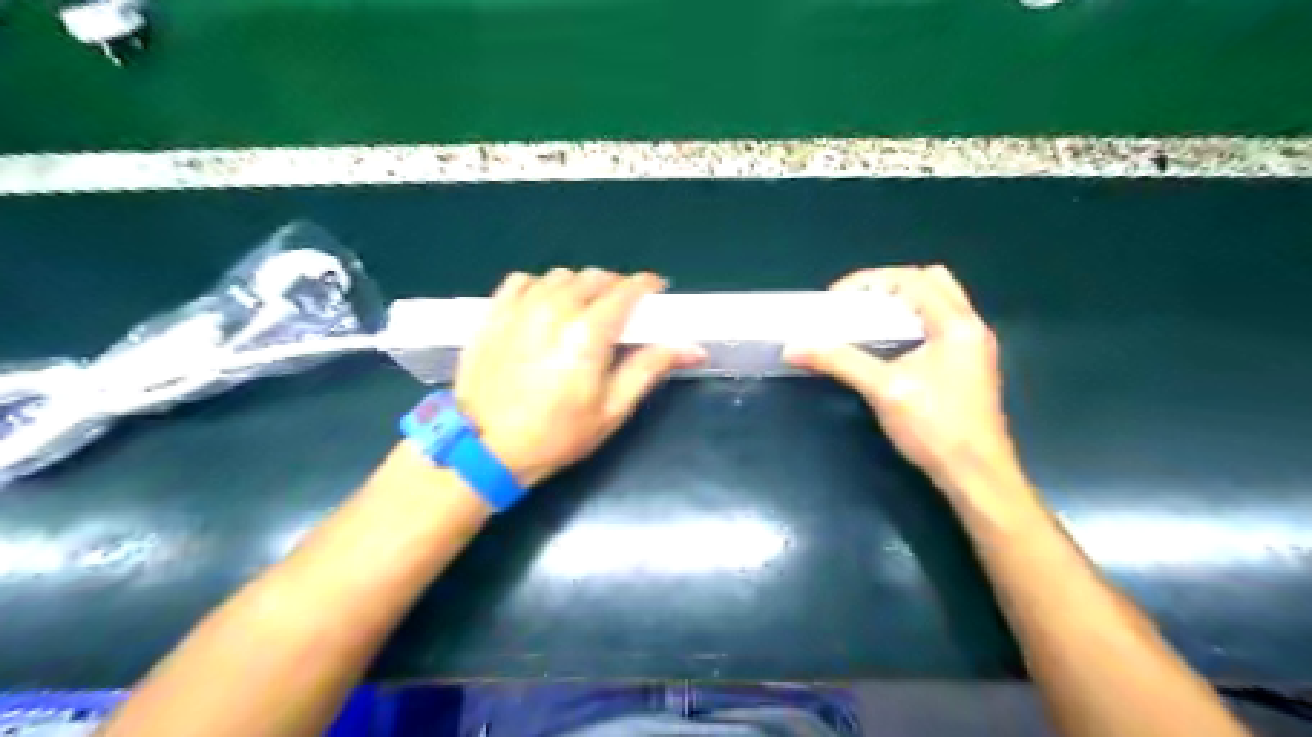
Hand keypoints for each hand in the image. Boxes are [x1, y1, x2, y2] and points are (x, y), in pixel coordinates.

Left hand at [453, 267, 700, 485]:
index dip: (646, 285)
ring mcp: (520, 307)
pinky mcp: (494, 312)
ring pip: (560, 276)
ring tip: (580, 312)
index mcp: (588, 333)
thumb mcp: (611, 410)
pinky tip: (543, 308)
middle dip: (614, 287)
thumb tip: (692, 348)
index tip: (655, 291)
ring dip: (579, 287)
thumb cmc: (555, 435)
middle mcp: (555, 308)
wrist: (483, 449)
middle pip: (594, 277)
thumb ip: (649, 368)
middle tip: (619, 313)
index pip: (626, 290)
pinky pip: (524, 280)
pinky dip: (541, 287)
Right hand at [788, 266, 1022, 500]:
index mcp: (956, 324)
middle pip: (932, 280)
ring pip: (939, 302)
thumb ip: (839, 362)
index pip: (911, 279)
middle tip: (857, 304)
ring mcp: (974, 346)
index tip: (835, 299)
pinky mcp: (969, 365)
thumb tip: (794, 348)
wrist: (976, 475)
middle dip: (890, 284)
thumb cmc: (935, 429)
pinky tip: (889, 345)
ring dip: (903, 303)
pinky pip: (940, 325)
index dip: (869, 280)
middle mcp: (970, 326)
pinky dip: (913, 321)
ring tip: (868, 320)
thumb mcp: (883, 390)